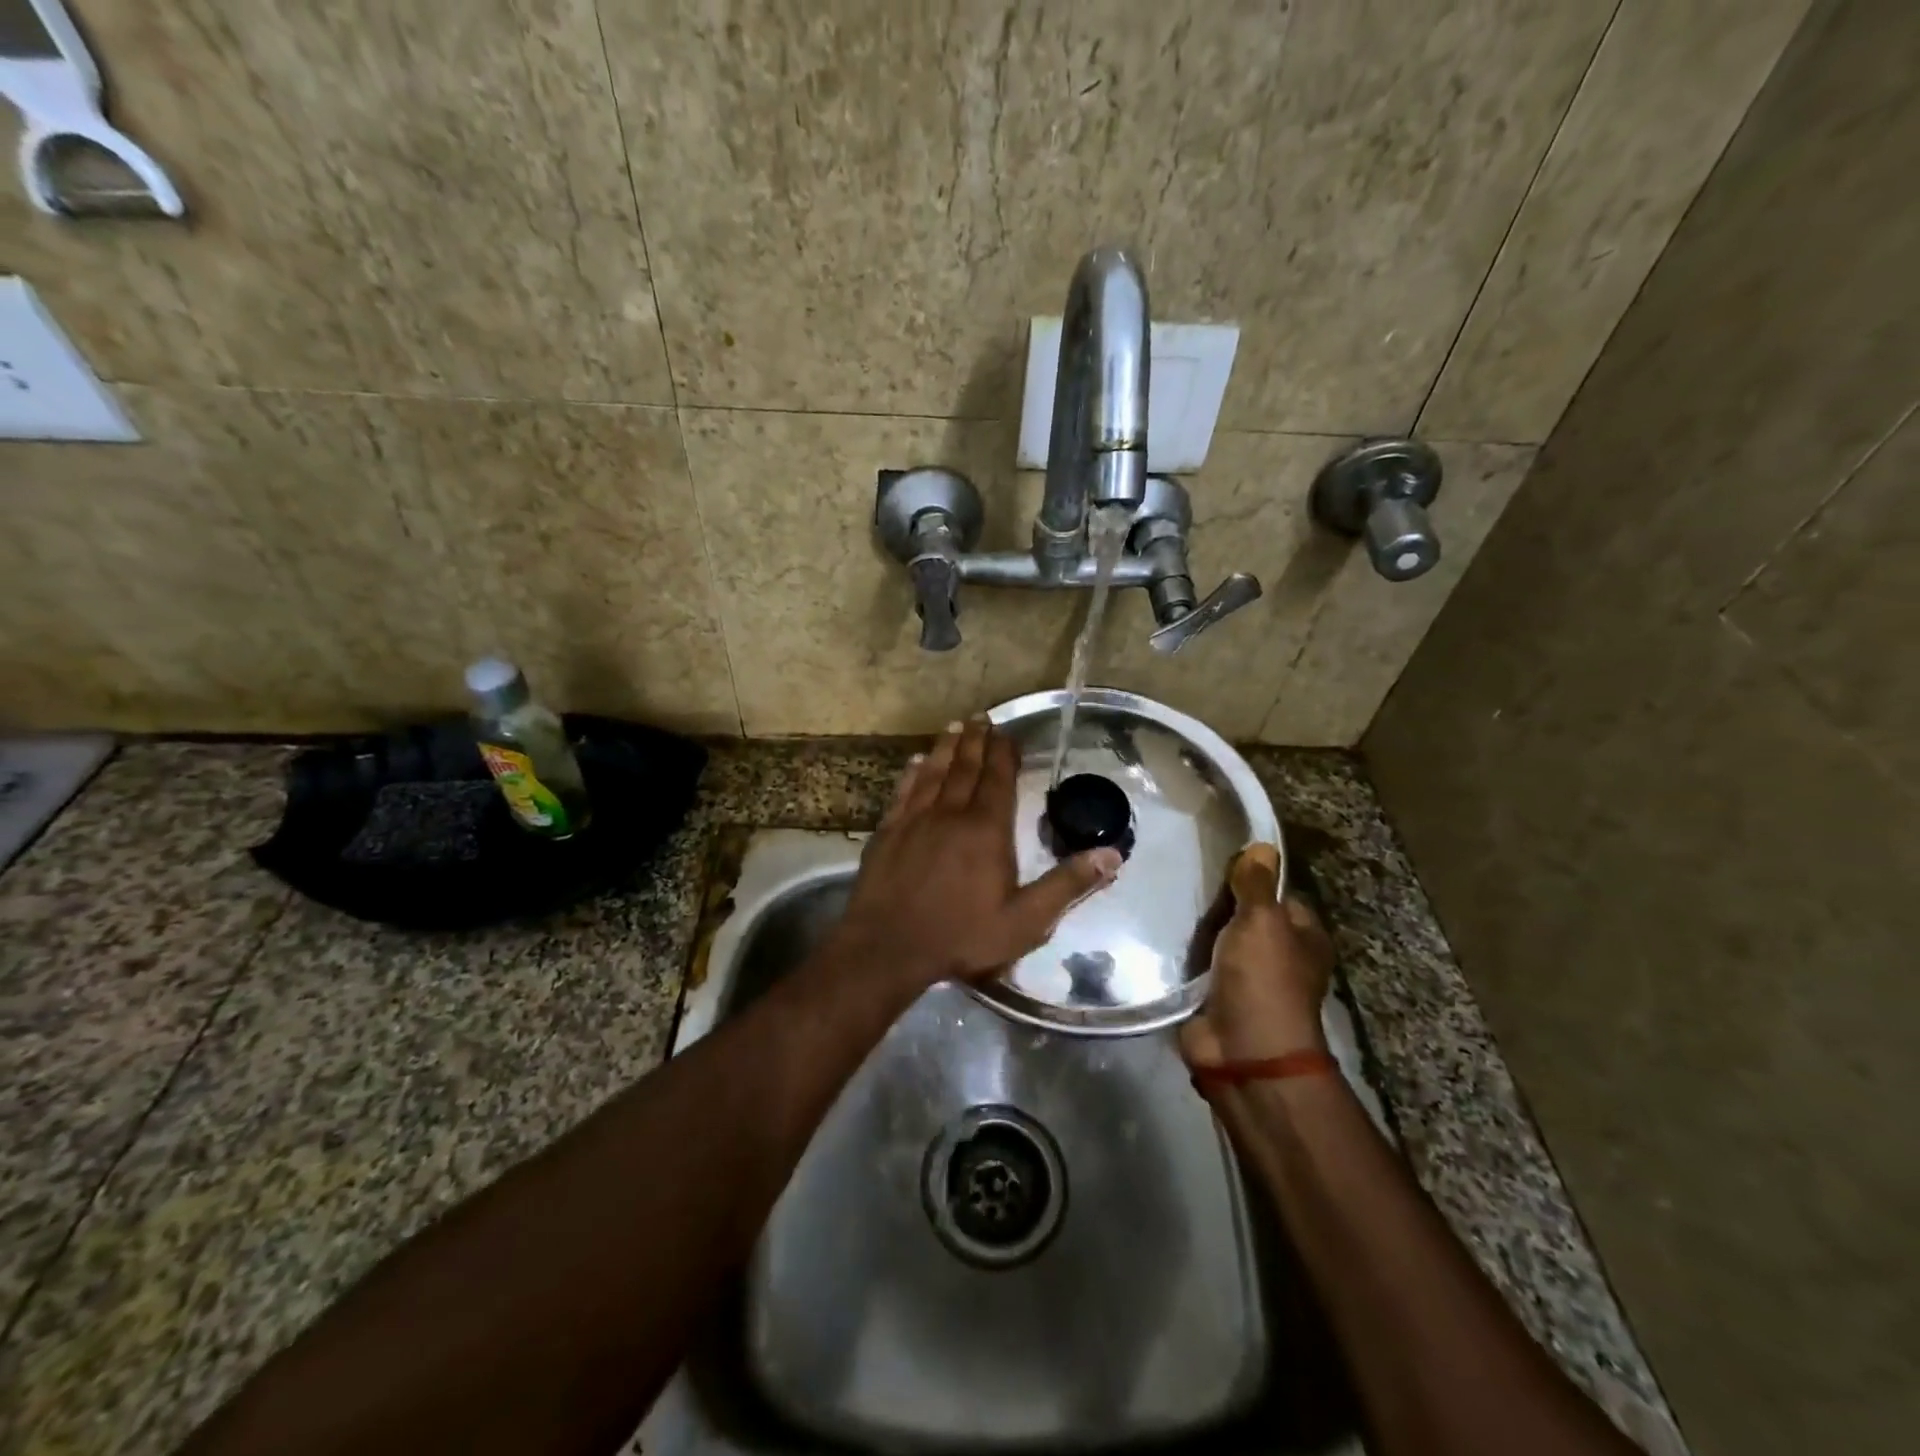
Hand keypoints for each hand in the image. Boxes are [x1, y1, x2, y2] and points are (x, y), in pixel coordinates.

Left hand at [837, 719, 1121, 989]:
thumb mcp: (1026, 922)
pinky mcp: (887, 831)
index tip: (1007, 733)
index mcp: (986, 830)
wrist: (888, 948)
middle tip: (981, 717)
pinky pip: (903, 792)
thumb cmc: (961, 936)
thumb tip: (1112, 855)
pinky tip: (916, 762)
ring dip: (946, 747)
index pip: (998, 780)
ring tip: (955, 726)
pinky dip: (912, 773)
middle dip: (976, 741)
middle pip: (966, 768)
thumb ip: (1067, 885)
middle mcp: (951, 814)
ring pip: (934, 773)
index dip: (1004, 753)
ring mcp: (915, 820)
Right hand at [1180, 843, 1333, 1067]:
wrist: (1242, 1052)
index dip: (1252, 877)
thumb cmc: (1263, 980)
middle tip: (1181, 878)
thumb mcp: (1262, 921)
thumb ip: (1257, 884)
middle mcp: (1278, 957)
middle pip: (1244, 917)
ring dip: (1195, 930)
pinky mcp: (1213, 996)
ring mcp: (1244, 979)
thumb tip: (1264, 845)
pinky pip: (1195, 966)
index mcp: (1302, 937)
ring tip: (1162, 898)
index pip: (1278, 894)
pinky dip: (1180, 955)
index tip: (1218, 862)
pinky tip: (1156, 933)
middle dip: (1217, 904)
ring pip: (1217, 941)